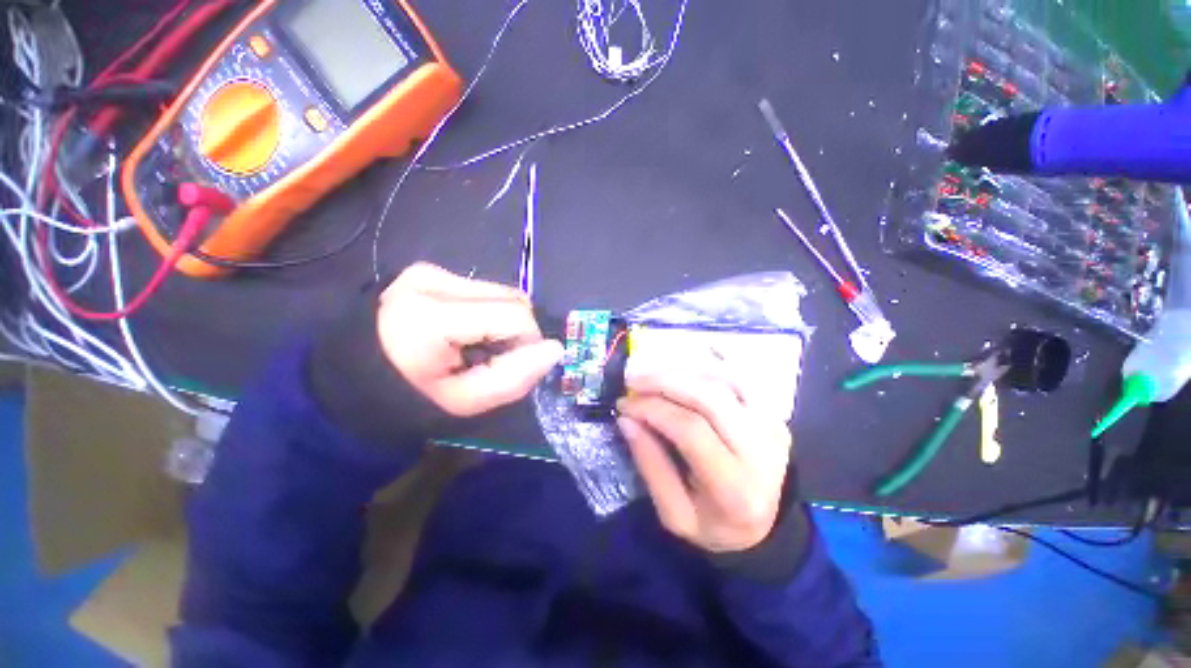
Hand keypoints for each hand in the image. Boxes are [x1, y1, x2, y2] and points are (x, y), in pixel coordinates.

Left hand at [377, 263, 562, 416]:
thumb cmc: (409, 398)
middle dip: (516, 333)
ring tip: (475, 346)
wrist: (356, 378)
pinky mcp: (430, 271)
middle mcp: (429, 280)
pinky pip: (486, 292)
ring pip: (504, 294)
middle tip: (490, 359)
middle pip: (513, 300)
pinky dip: (489, 313)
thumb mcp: (465, 403)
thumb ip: (515, 378)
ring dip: (503, 323)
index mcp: (429, 316)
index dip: (526, 344)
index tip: (506, 367)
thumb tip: (556, 349)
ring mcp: (429, 271)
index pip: (516, 316)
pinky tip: (466, 331)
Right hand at [616, 363, 792, 552]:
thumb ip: (650, 466)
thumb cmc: (714, 525)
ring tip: (653, 374)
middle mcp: (762, 452)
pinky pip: (740, 378)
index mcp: (734, 488)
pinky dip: (709, 369)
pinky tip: (684, 371)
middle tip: (633, 379)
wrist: (766, 527)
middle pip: (710, 398)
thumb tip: (627, 420)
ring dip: (683, 372)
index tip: (624, 404)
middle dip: (665, 381)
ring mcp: (773, 429)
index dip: (653, 410)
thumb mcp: (674, 514)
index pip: (691, 430)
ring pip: (725, 381)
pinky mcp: (775, 415)